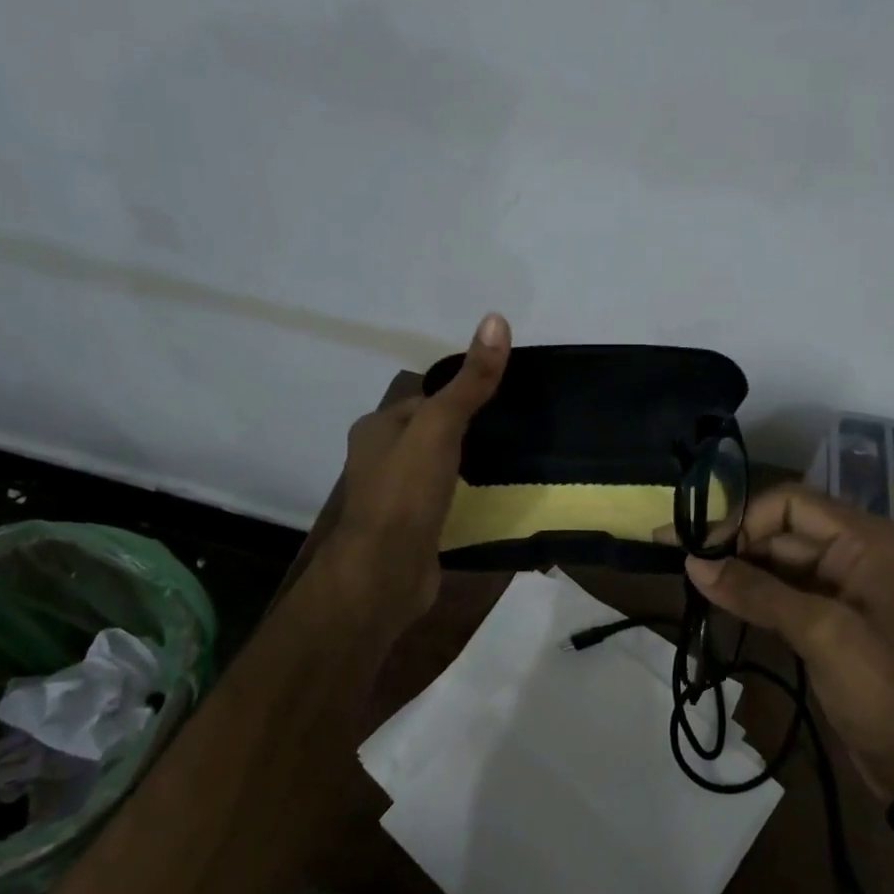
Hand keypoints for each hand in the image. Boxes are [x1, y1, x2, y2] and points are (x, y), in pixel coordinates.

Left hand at [331, 314, 510, 627]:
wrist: (385, 574)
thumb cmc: (406, 492)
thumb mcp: (441, 426)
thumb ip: (471, 381)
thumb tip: (497, 319)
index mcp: (377, 428)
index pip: (426, 399)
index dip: (462, 395)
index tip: (504, 398)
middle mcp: (380, 459)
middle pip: (432, 434)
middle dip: (468, 432)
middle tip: (516, 430)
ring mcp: (394, 498)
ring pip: (438, 469)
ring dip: (468, 466)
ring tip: (513, 462)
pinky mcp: (411, 530)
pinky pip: (444, 502)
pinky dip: (466, 498)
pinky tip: (494, 499)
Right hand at [686, 484, 893, 801]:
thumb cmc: (884, 689)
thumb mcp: (820, 633)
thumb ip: (756, 592)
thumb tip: (692, 562)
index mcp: (866, 539)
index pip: (790, 504)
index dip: (742, 519)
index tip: (699, 546)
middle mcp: (856, 551)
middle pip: (781, 529)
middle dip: (733, 543)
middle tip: (679, 557)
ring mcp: (844, 585)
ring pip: (778, 561)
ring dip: (737, 567)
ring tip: (690, 577)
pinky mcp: (831, 616)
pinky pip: (784, 590)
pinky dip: (752, 592)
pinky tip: (717, 597)